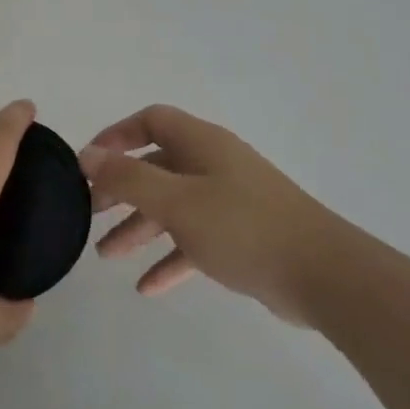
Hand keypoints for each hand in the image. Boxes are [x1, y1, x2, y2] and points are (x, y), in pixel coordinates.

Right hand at [80, 105, 333, 323]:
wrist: (323, 274)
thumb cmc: (243, 227)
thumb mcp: (177, 201)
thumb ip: (129, 179)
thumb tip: (87, 155)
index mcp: (202, 144)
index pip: (152, 121)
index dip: (117, 135)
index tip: (89, 163)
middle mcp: (214, 165)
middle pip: (157, 166)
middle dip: (121, 188)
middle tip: (90, 212)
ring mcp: (230, 201)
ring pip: (173, 206)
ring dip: (140, 227)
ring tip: (106, 255)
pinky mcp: (242, 237)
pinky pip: (195, 240)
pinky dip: (170, 258)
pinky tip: (147, 287)